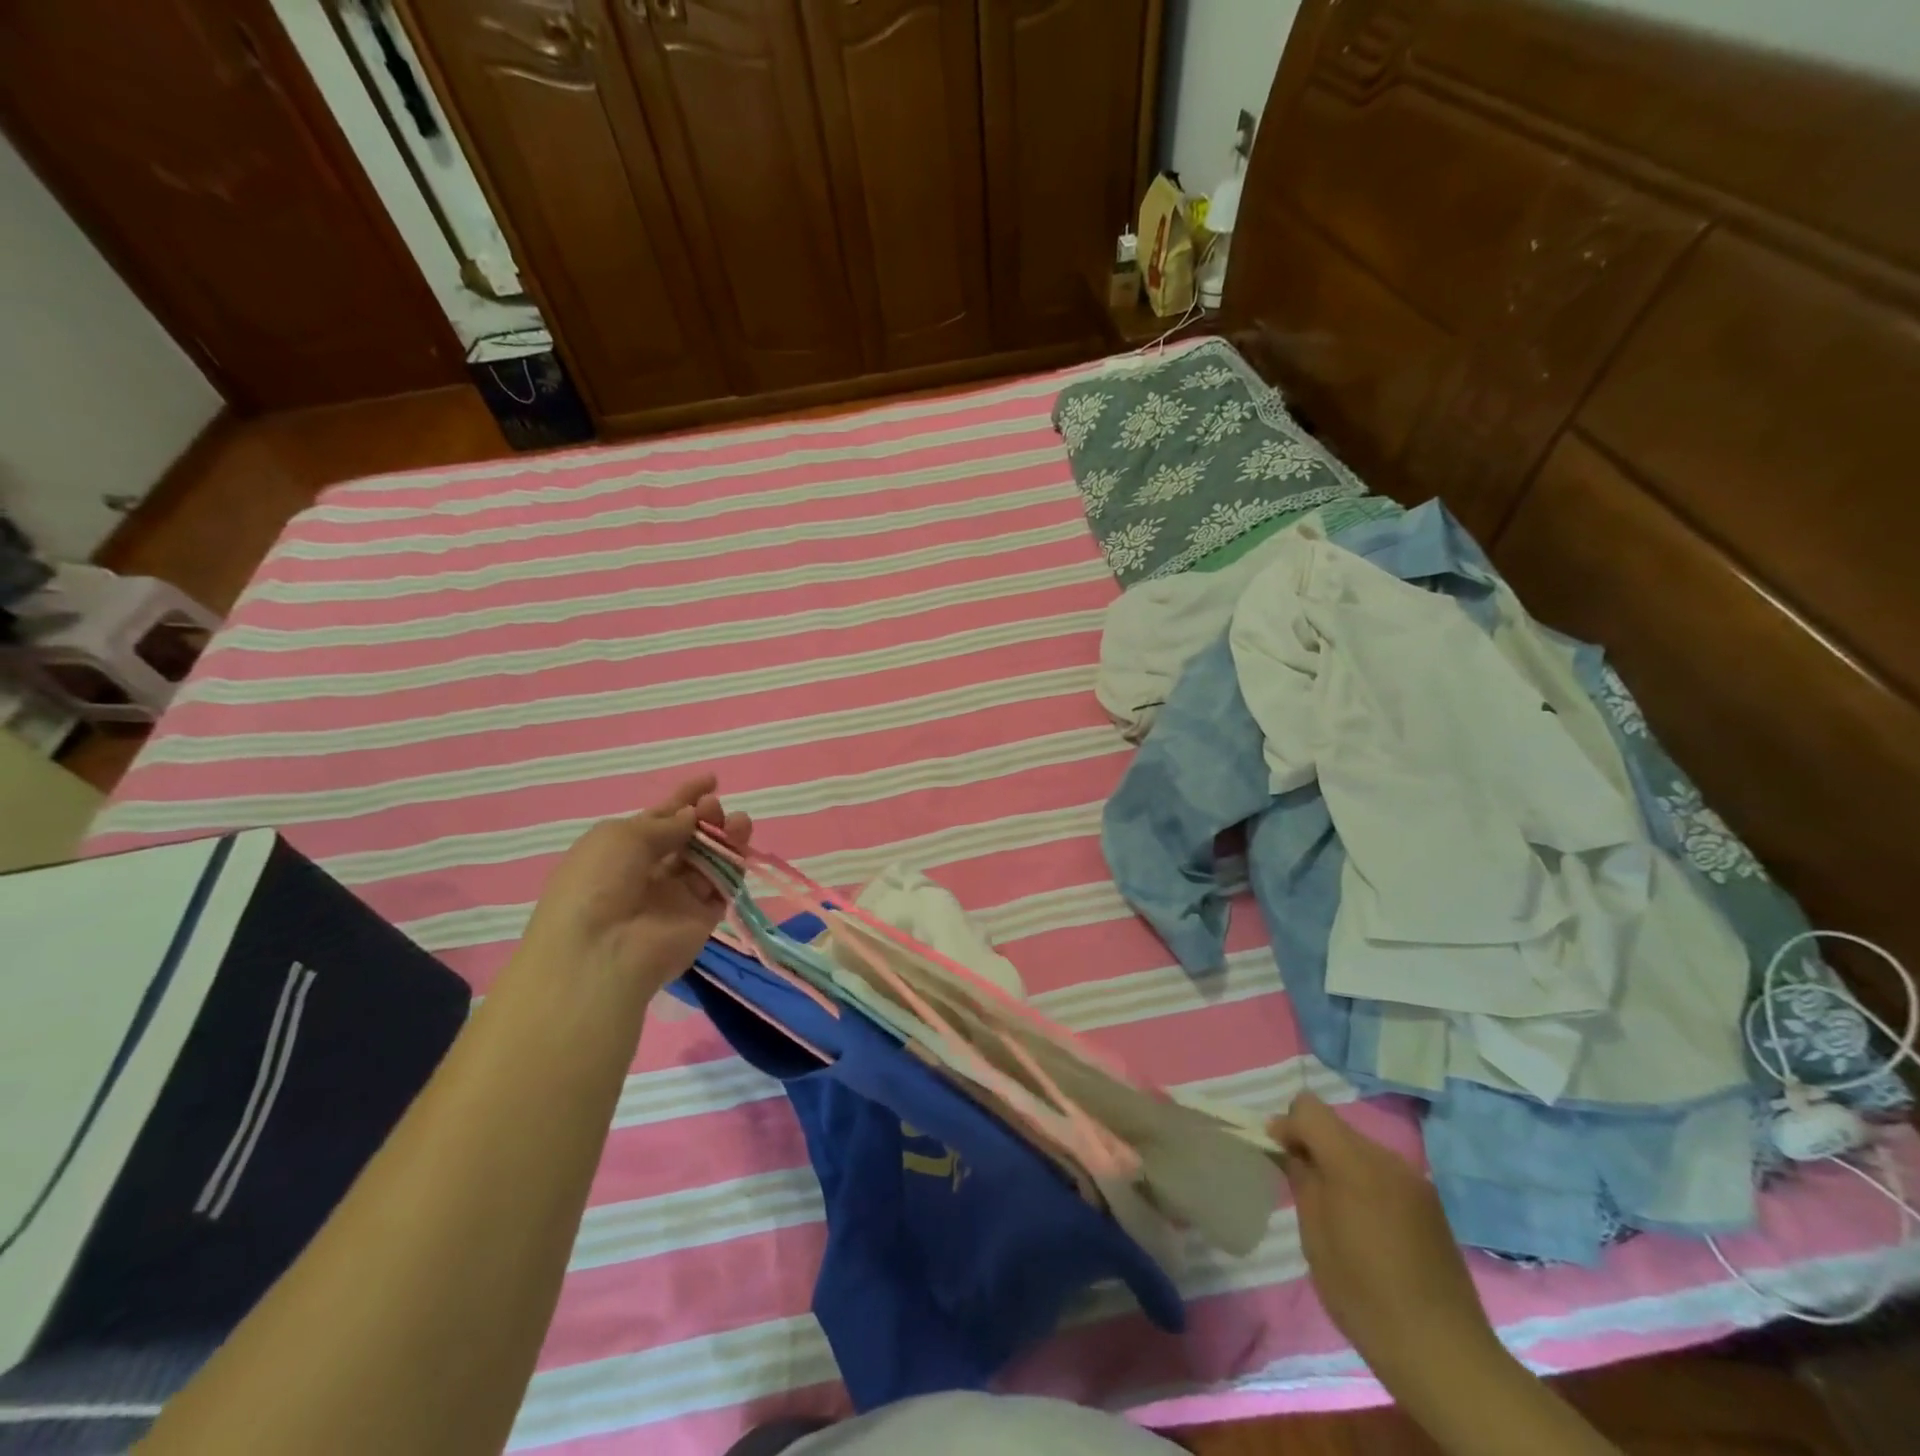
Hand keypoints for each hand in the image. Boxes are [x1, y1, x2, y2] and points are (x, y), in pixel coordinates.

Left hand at [513, 774, 751, 999]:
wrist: (601, 951)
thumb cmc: (597, 883)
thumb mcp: (621, 836)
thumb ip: (665, 823)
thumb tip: (692, 817)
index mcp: (622, 849)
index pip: (660, 817)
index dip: (684, 797)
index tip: (711, 780)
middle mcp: (651, 871)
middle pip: (689, 837)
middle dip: (705, 816)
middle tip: (713, 807)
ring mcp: (678, 896)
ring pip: (710, 859)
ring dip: (725, 836)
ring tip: (737, 821)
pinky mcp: (702, 917)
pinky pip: (723, 886)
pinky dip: (733, 865)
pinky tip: (739, 848)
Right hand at [1270, 1093, 1500, 1394]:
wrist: (1444, 1354)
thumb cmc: (1365, 1296)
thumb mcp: (1315, 1238)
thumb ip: (1302, 1181)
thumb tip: (1292, 1150)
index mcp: (1355, 1163)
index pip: (1309, 1108)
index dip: (1287, 1125)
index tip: (1278, 1156)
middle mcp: (1387, 1159)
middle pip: (1336, 1126)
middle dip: (1312, 1144)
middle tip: (1300, 1184)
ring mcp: (1414, 1180)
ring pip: (1360, 1147)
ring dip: (1338, 1163)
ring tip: (1334, 1208)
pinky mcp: (1430, 1202)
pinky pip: (1383, 1172)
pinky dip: (1363, 1181)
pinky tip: (1365, 1224)